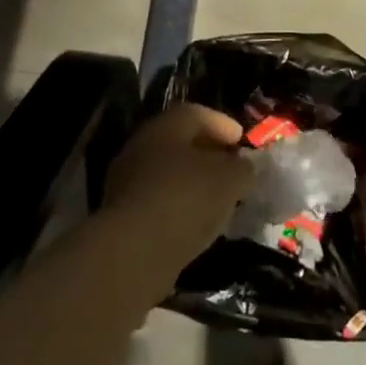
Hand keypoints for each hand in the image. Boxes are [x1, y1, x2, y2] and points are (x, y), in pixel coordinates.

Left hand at [103, 103, 254, 278]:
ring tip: (218, 199)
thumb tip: (243, 166)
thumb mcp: (230, 179)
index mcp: (166, 126)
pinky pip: (158, 201)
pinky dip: (179, 206)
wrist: (135, 250)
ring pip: (168, 173)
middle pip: (179, 143)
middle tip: (231, 168)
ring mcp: (127, 181)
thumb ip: (242, 168)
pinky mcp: (122, 215)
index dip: (222, 124)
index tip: (241, 139)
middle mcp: (141, 146)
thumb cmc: (186, 198)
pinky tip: (197, 222)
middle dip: (208, 154)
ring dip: (193, 182)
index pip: (197, 114)